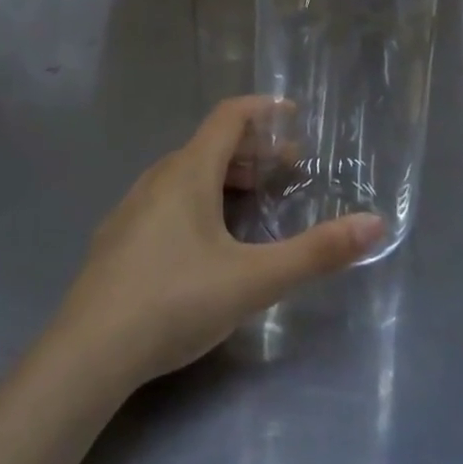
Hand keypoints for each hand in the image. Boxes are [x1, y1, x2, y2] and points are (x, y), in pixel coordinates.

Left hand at [52, 96, 385, 387]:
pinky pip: (167, 198)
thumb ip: (315, 252)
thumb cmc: (175, 301)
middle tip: (288, 170)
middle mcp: (158, 177)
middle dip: (252, 151)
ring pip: (186, 173)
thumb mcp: (253, 280)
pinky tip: (205, 240)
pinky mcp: (118, 237)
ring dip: (224, 176)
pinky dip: (198, 198)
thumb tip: (374, 224)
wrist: (88, 353)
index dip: (263, 110)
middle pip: (210, 145)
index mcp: (189, 172)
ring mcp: (132, 206)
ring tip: (253, 201)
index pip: (229, 117)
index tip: (294, 116)